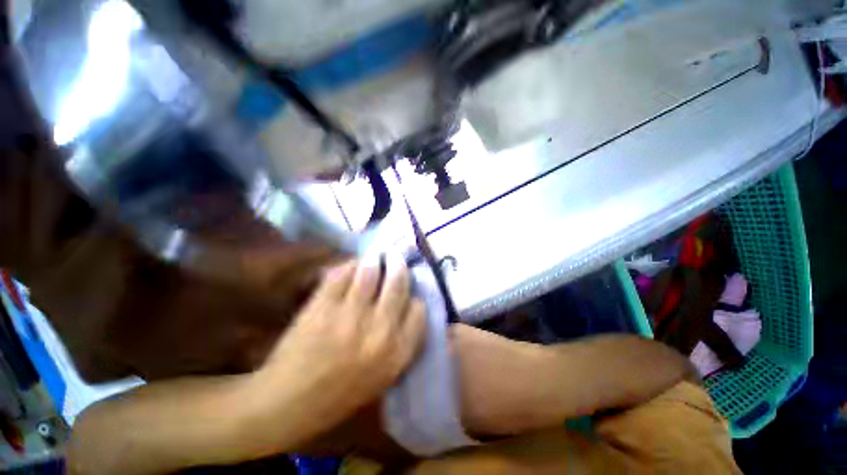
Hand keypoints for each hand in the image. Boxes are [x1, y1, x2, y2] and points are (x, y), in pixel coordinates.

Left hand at [248, 256, 426, 443]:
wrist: (289, 403)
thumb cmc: (341, 394)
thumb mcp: (384, 376)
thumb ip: (402, 340)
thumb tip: (409, 303)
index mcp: (397, 352)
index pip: (419, 309)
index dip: (413, 297)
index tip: (406, 294)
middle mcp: (380, 330)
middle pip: (399, 282)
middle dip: (398, 266)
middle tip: (394, 259)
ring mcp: (350, 316)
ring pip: (371, 271)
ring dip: (374, 260)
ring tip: (374, 258)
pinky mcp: (323, 306)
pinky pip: (342, 273)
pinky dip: (349, 266)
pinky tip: (351, 267)